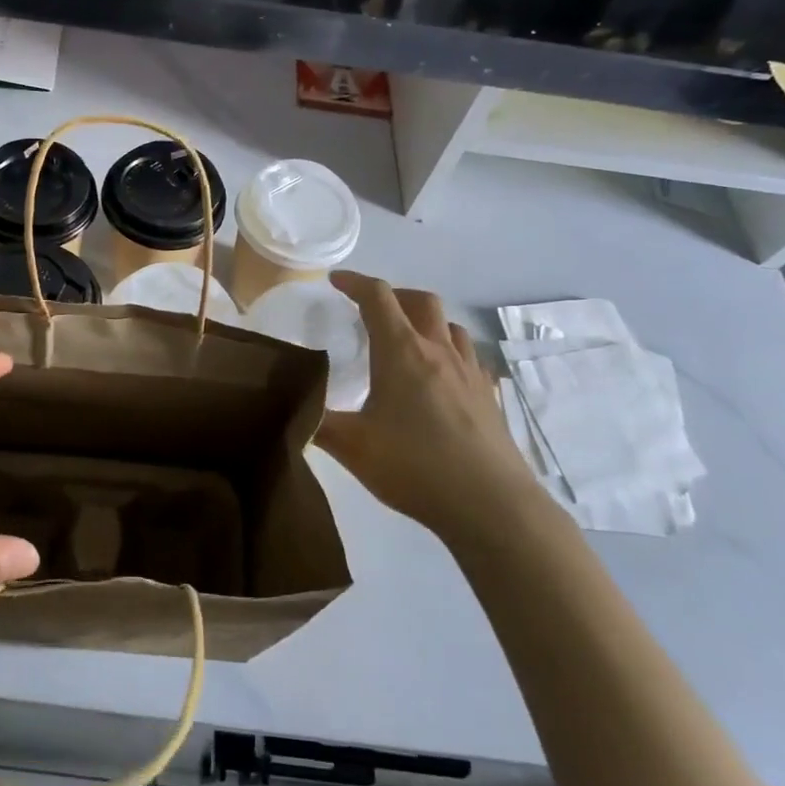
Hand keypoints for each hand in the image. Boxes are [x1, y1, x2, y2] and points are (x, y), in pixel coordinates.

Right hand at [316, 272, 537, 538]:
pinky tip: (440, 377)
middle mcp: (438, 351)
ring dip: (425, 320)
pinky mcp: (488, 395)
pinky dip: (448, 351)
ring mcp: (469, 372)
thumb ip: (318, 423)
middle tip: (371, 309)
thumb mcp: (352, 447)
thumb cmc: (415, 466)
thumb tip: (293, 408)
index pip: (377, 297)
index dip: (354, 282)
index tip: (335, 281)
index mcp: (402, 352)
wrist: (491, 504)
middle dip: (393, 295)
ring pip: (449, 326)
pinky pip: (468, 356)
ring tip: (407, 340)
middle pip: (420, 300)